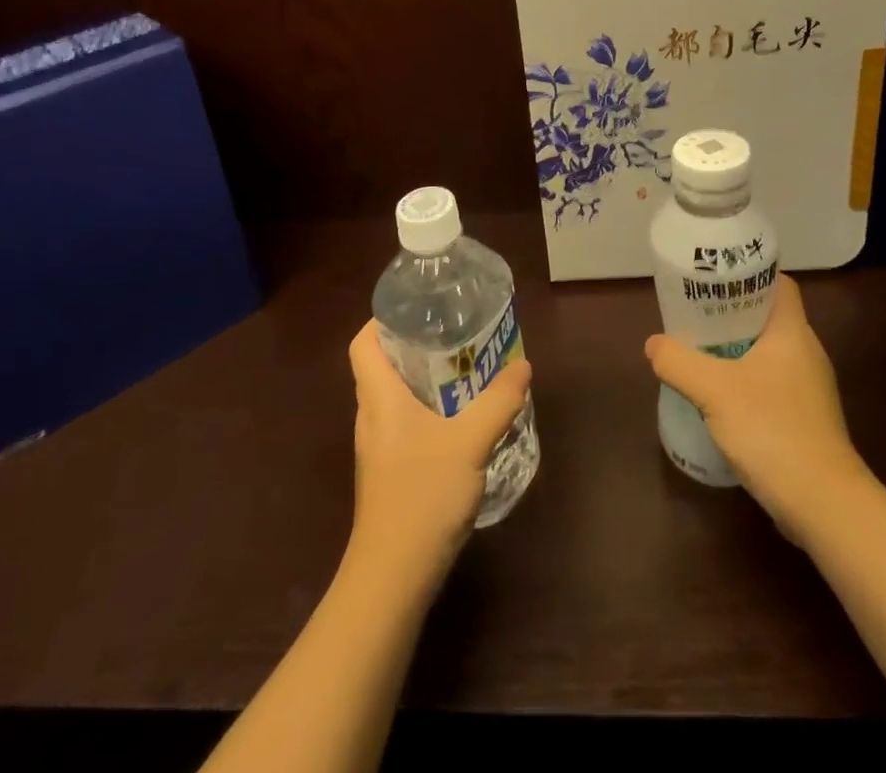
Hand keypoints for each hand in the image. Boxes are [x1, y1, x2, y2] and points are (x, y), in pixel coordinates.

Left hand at [346, 320, 532, 586]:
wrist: (393, 577)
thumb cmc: (422, 496)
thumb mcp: (470, 442)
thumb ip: (498, 402)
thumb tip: (522, 366)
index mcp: (379, 398)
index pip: (363, 343)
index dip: (382, 319)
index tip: (418, 307)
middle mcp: (373, 416)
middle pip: (383, 365)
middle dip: (415, 343)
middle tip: (455, 331)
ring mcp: (379, 447)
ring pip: (396, 396)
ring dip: (425, 378)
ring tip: (464, 367)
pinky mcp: (391, 471)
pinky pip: (406, 423)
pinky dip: (429, 409)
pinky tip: (461, 418)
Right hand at [645, 272, 867, 541]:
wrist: (823, 505)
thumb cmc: (773, 430)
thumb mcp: (714, 390)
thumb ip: (679, 362)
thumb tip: (654, 344)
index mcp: (792, 332)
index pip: (779, 284)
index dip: (749, 276)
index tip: (715, 280)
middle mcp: (806, 353)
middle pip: (768, 317)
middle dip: (731, 314)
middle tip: (696, 316)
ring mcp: (809, 389)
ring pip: (768, 353)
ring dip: (736, 351)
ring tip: (700, 353)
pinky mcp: (805, 420)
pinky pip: (771, 385)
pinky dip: (746, 382)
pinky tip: (720, 399)